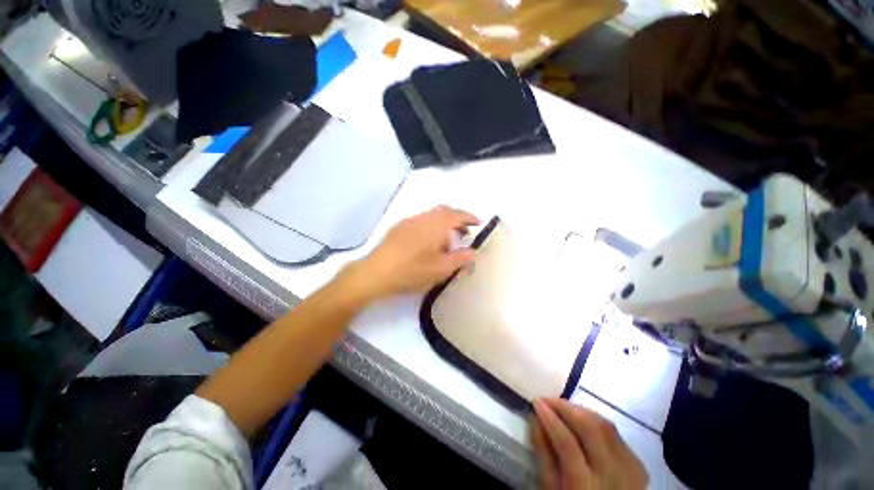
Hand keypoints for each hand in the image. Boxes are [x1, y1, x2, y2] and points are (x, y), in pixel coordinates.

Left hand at [343, 206, 479, 300]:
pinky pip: (421, 221)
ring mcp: (409, 221)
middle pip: (444, 211)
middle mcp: (423, 217)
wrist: (376, 272)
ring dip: (443, 224)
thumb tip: (473, 253)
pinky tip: (427, 244)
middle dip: (457, 219)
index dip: (470, 218)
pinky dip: (431, 227)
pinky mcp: (399, 228)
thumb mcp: (441, 269)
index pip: (458, 214)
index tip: (478, 224)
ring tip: (447, 242)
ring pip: (432, 216)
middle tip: (464, 233)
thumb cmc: (412, 270)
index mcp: (436, 224)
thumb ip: (461, 260)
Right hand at [531, 398, 647, 489]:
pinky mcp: (638, 463)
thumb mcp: (552, 489)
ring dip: (579, 410)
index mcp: (587, 487)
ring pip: (605, 425)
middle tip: (546, 399)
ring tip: (560, 406)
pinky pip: (614, 432)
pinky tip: (581, 419)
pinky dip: (595, 420)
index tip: (536, 402)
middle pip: (590, 429)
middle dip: (565, 408)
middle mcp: (614, 475)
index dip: (550, 419)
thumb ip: (544, 456)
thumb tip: (535, 419)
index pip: (568, 444)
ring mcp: (631, 468)